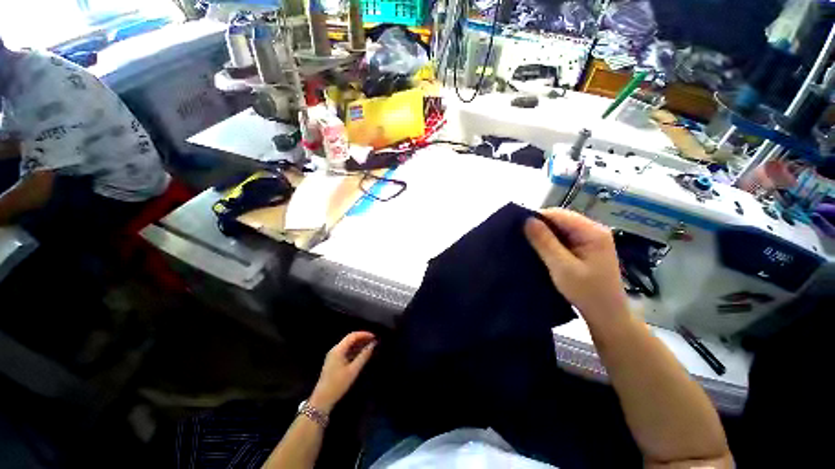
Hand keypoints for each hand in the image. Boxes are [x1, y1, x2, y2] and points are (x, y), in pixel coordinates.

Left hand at [309, 331, 375, 412]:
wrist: (322, 400)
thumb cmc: (338, 384)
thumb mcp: (353, 370)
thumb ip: (363, 356)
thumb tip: (373, 344)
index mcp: (338, 350)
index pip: (352, 336)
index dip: (364, 334)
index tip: (374, 337)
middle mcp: (335, 350)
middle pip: (350, 339)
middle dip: (362, 338)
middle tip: (373, 341)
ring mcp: (333, 355)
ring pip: (348, 345)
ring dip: (358, 344)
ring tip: (369, 346)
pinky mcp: (333, 361)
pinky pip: (345, 351)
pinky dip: (354, 350)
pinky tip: (361, 354)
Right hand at [524, 208, 628, 329]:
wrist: (607, 316)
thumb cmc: (587, 292)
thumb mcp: (562, 267)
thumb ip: (545, 242)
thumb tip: (527, 220)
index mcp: (592, 232)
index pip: (559, 214)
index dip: (537, 217)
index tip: (517, 227)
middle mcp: (593, 231)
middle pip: (559, 220)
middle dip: (539, 226)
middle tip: (519, 236)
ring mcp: (590, 239)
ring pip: (560, 229)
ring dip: (543, 235)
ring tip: (525, 242)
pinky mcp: (585, 248)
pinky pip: (563, 239)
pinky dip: (549, 242)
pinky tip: (538, 249)